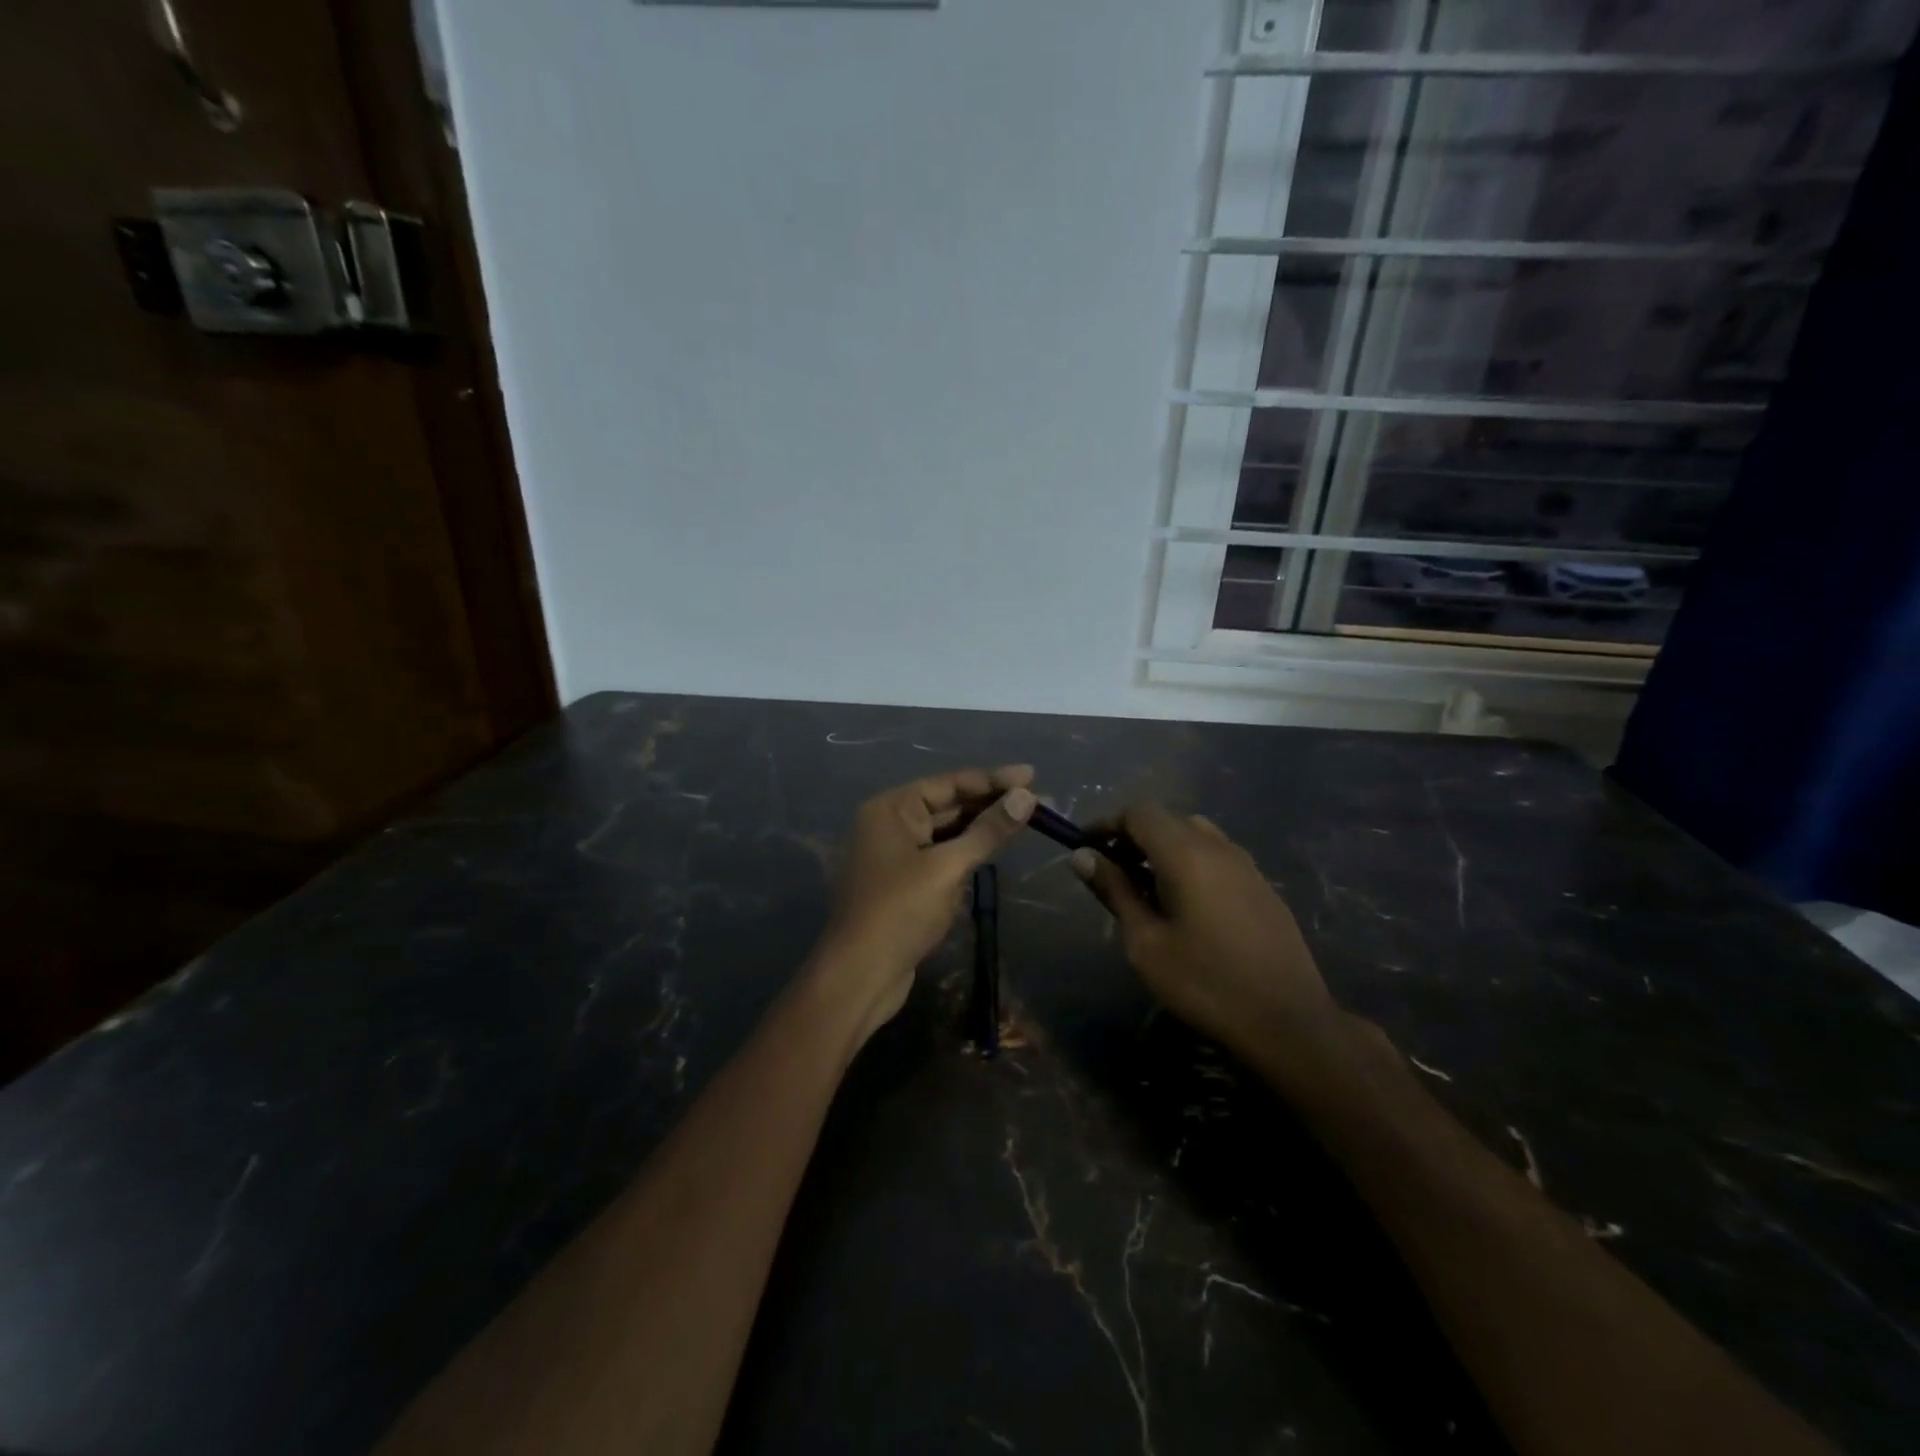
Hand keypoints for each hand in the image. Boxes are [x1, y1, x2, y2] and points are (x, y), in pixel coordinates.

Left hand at [811, 766, 1036, 1042]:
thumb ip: (988, 830)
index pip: (950, 784)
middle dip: (990, 804)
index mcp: (891, 809)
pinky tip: (992, 851)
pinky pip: (939, 856)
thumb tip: (1026, 797)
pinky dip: (965, 853)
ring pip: (945, 833)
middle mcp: (888, 823)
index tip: (1032, 775)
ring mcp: (893, 854)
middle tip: (1037, 801)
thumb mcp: (948, 867)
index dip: (993, 780)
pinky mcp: (902, 883)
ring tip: (1023, 821)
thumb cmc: (900, 911)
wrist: (860, 975)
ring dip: (980, 829)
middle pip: (947, 805)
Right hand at [1072, 805, 1339, 1068]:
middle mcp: (1219, 847)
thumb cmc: (1205, 983)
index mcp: (1186, 853)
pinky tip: (1186, 905)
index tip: (1085, 848)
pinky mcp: (1263, 887)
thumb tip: (1082, 856)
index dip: (1107, 824)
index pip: (1139, 813)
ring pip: (1195, 836)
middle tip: (1110, 872)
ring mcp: (1247, 866)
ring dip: (1163, 850)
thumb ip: (1114, 891)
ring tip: (1146, 889)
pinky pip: (1218, 857)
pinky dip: (1191, 864)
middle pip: (1167, 820)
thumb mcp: (1146, 942)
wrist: (1289, 1023)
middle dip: (1133, 838)